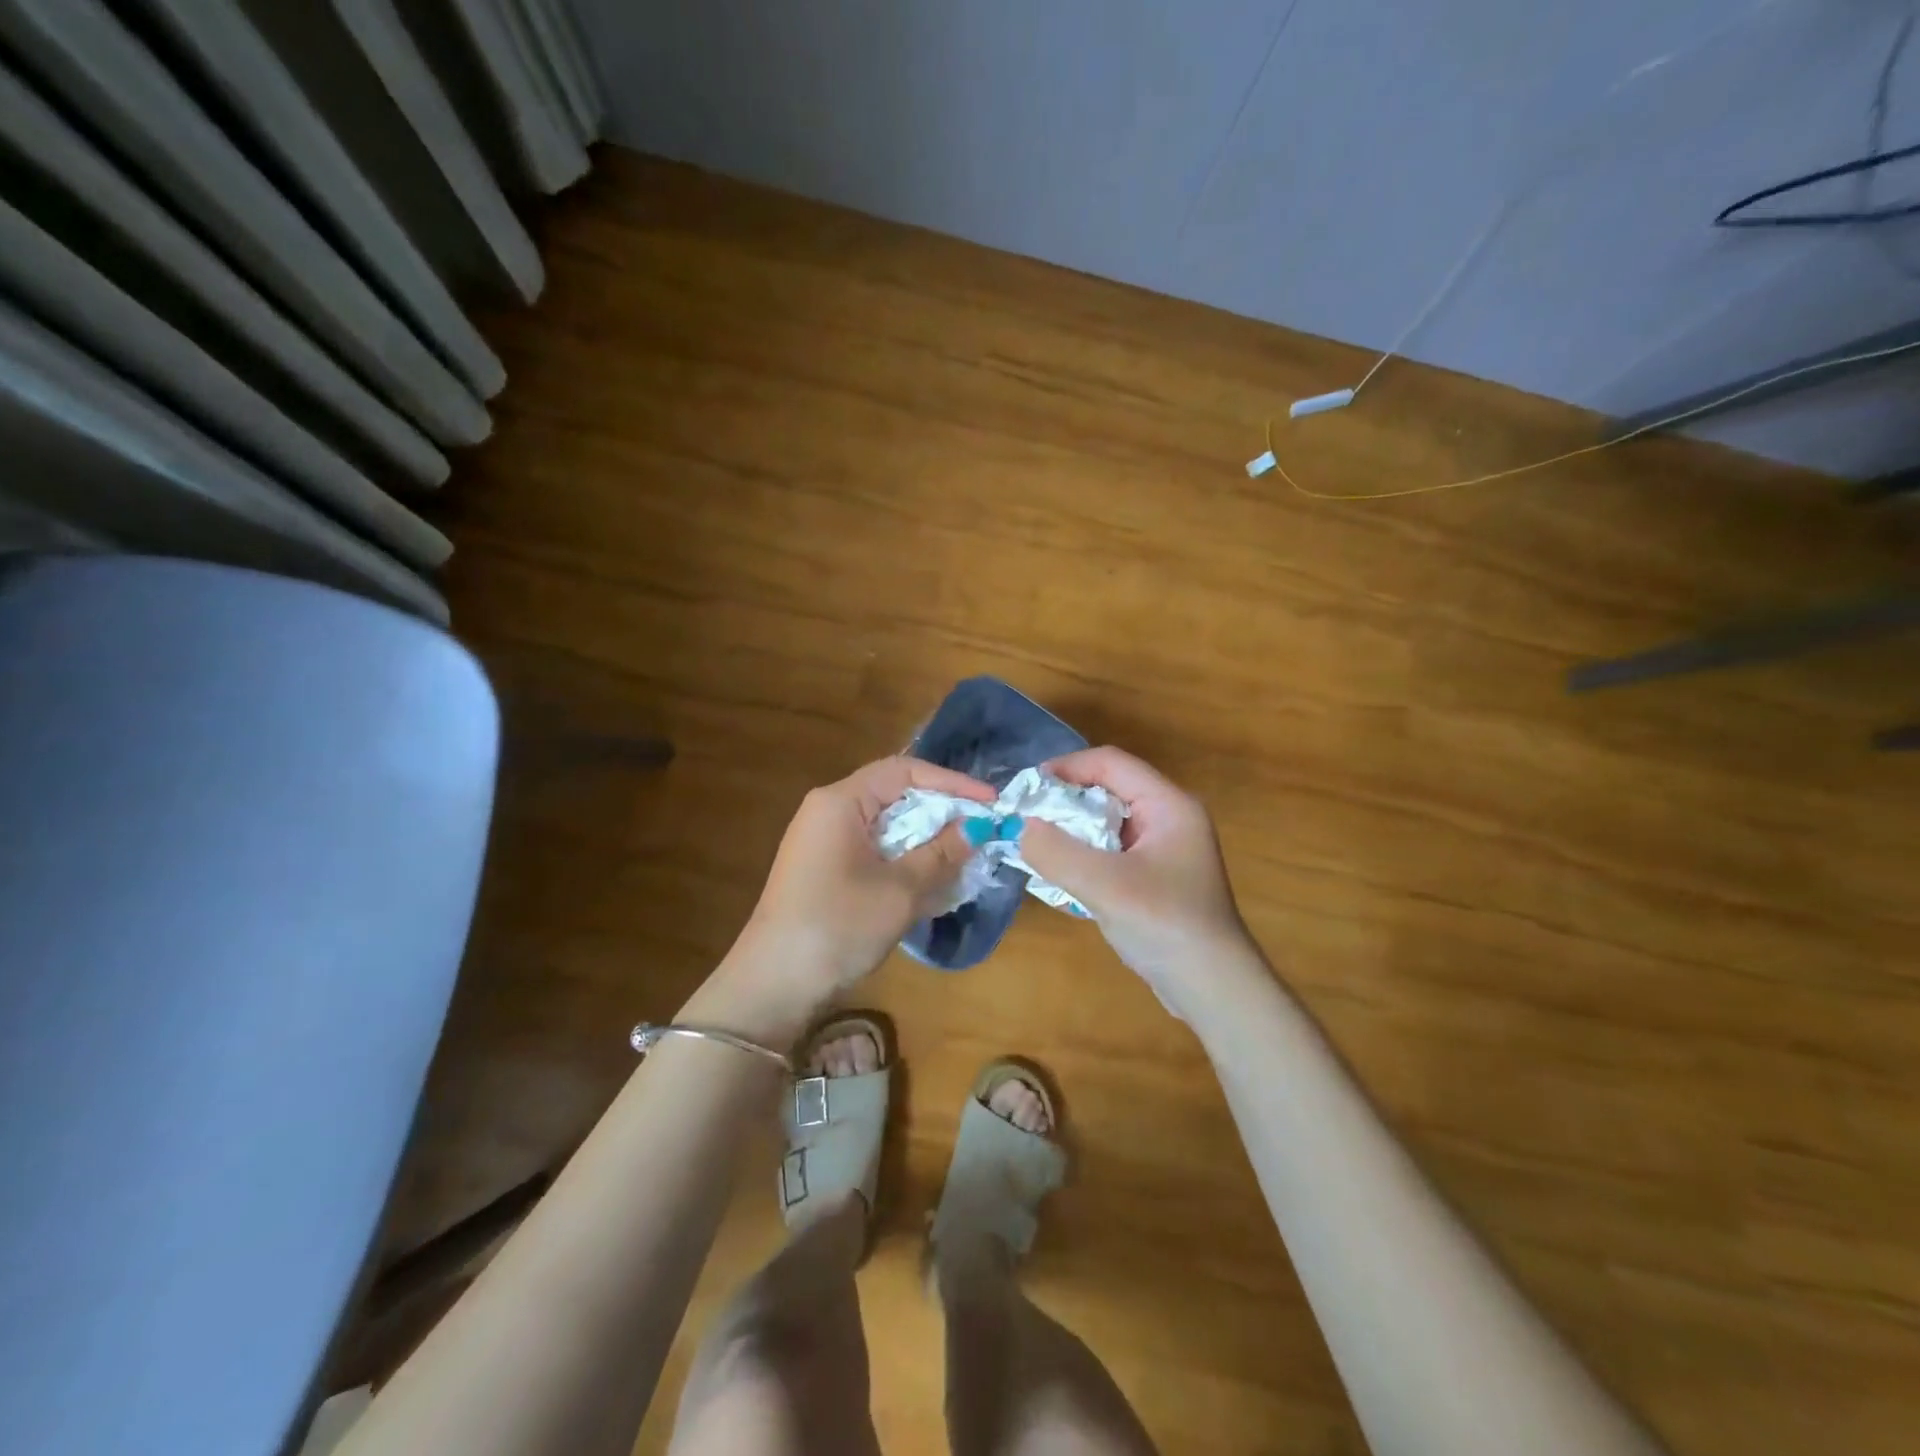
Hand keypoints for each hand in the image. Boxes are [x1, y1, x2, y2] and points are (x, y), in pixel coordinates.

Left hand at [689, 756, 993, 1043]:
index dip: (951, 782)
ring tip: (965, 854)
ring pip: (887, 826)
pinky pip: (874, 850)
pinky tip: (932, 879)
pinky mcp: (824, 869)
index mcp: (841, 802)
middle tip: (982, 828)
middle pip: (895, 795)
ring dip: (925, 838)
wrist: (773, 984)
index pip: (904, 772)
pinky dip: (904, 858)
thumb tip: (977, 827)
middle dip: (941, 811)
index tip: (990, 802)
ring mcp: (823, 841)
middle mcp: (829, 811)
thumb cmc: (838, 925)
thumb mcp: (900, 890)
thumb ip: (941, 853)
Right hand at [1017, 747, 1260, 1015]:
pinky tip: (1061, 874)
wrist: (1213, 989)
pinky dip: (1084, 855)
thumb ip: (1057, 853)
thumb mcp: (1105, 886)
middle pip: (1109, 790)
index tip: (1028, 787)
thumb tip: (1021, 827)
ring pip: (1108, 822)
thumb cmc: (1165, 925)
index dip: (1068, 767)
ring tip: (1036, 845)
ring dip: (1072, 830)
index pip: (1112, 763)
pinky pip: (1112, 850)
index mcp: (1169, 805)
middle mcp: (1170, 818)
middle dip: (1066, 800)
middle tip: (1026, 818)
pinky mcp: (1156, 877)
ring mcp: (1165, 849)